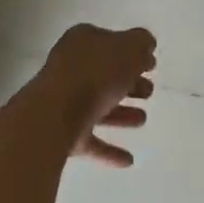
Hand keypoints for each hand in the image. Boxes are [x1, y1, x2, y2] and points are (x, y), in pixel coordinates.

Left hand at [36, 24, 157, 167]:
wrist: (52, 117)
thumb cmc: (95, 74)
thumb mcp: (130, 48)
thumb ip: (142, 44)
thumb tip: (146, 45)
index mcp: (83, 42)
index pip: (111, 43)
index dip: (132, 52)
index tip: (151, 65)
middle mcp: (70, 69)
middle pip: (105, 75)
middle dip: (129, 84)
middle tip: (149, 91)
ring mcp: (63, 103)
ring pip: (98, 107)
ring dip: (121, 114)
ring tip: (142, 120)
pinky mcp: (61, 135)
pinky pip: (90, 140)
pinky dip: (108, 149)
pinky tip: (128, 160)